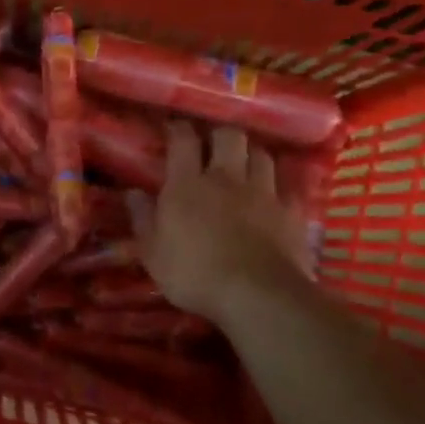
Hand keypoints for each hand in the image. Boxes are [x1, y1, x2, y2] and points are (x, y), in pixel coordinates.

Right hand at [128, 122, 312, 321]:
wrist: (258, 295)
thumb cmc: (194, 274)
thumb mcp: (152, 253)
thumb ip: (142, 219)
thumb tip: (132, 192)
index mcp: (187, 185)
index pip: (183, 140)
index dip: (178, 129)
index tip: (172, 128)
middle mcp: (226, 178)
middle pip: (228, 136)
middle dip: (219, 134)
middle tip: (211, 145)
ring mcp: (263, 192)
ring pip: (261, 154)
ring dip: (250, 154)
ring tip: (244, 164)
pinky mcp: (292, 211)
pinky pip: (286, 185)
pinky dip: (278, 184)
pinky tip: (273, 193)